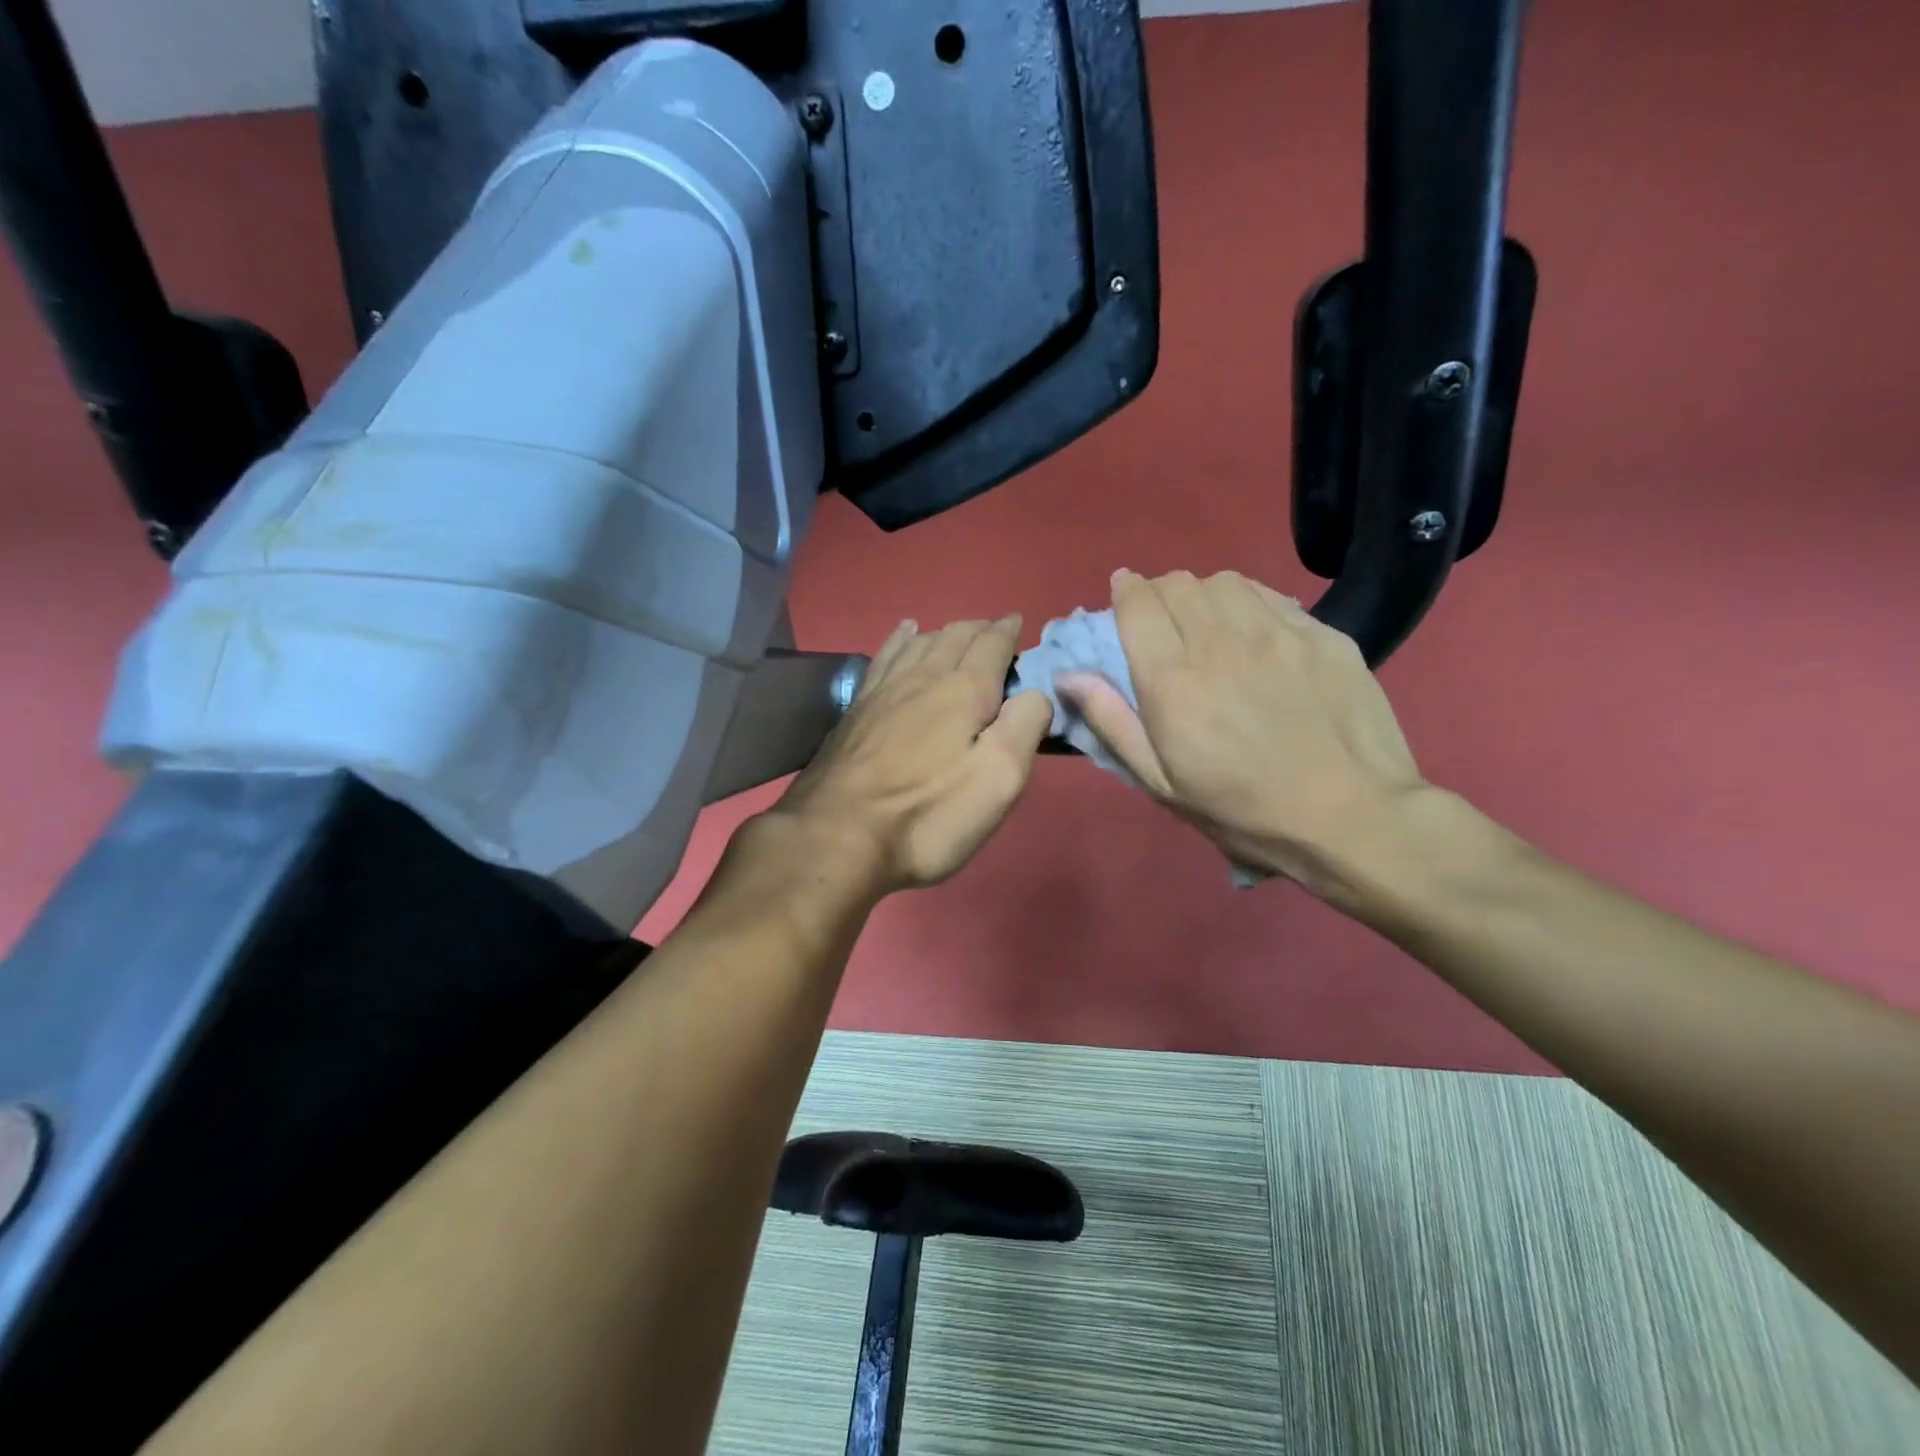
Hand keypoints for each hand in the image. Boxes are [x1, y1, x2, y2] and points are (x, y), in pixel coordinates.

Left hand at [772, 615, 1054, 893]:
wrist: (838, 835)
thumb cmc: (930, 813)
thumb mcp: (999, 777)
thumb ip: (1025, 725)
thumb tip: (1034, 691)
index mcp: (964, 690)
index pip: (992, 644)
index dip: (1008, 631)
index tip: (1019, 622)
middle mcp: (923, 677)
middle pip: (955, 636)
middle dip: (980, 629)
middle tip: (996, 633)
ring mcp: (884, 690)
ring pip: (920, 642)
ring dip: (945, 632)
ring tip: (958, 632)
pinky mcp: (857, 709)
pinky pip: (886, 656)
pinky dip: (902, 639)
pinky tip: (904, 633)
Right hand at [1056, 570, 1428, 899]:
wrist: (1351, 817)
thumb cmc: (1242, 810)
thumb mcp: (1162, 782)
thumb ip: (1112, 722)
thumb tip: (1069, 677)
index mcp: (1173, 679)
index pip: (1139, 604)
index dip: (1126, 590)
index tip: (1123, 594)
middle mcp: (1219, 641)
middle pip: (1179, 584)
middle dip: (1160, 592)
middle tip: (1163, 620)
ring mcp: (1276, 633)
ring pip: (1225, 582)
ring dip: (1204, 594)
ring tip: (1209, 622)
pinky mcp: (1321, 635)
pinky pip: (1272, 596)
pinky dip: (1249, 602)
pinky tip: (1255, 631)